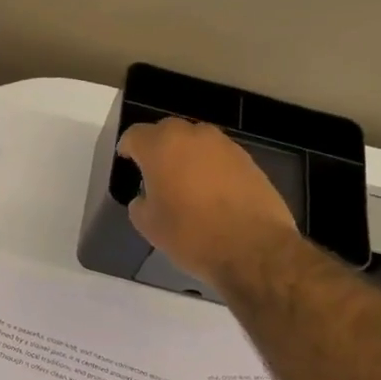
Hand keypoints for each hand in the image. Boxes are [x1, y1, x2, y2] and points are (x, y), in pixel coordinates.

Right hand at [118, 117, 300, 290]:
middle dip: (157, 147)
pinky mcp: (248, 160)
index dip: (128, 148)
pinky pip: (218, 156)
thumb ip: (141, 203)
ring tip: (184, 182)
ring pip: (196, 142)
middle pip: (167, 131)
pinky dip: (210, 167)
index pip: (135, 135)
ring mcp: (224, 145)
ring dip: (186, 155)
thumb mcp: (149, 226)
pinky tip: (211, 192)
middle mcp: (193, 136)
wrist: (253, 248)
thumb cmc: (191, 235)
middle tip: (154, 172)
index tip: (127, 161)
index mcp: (161, 147)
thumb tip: (147, 196)